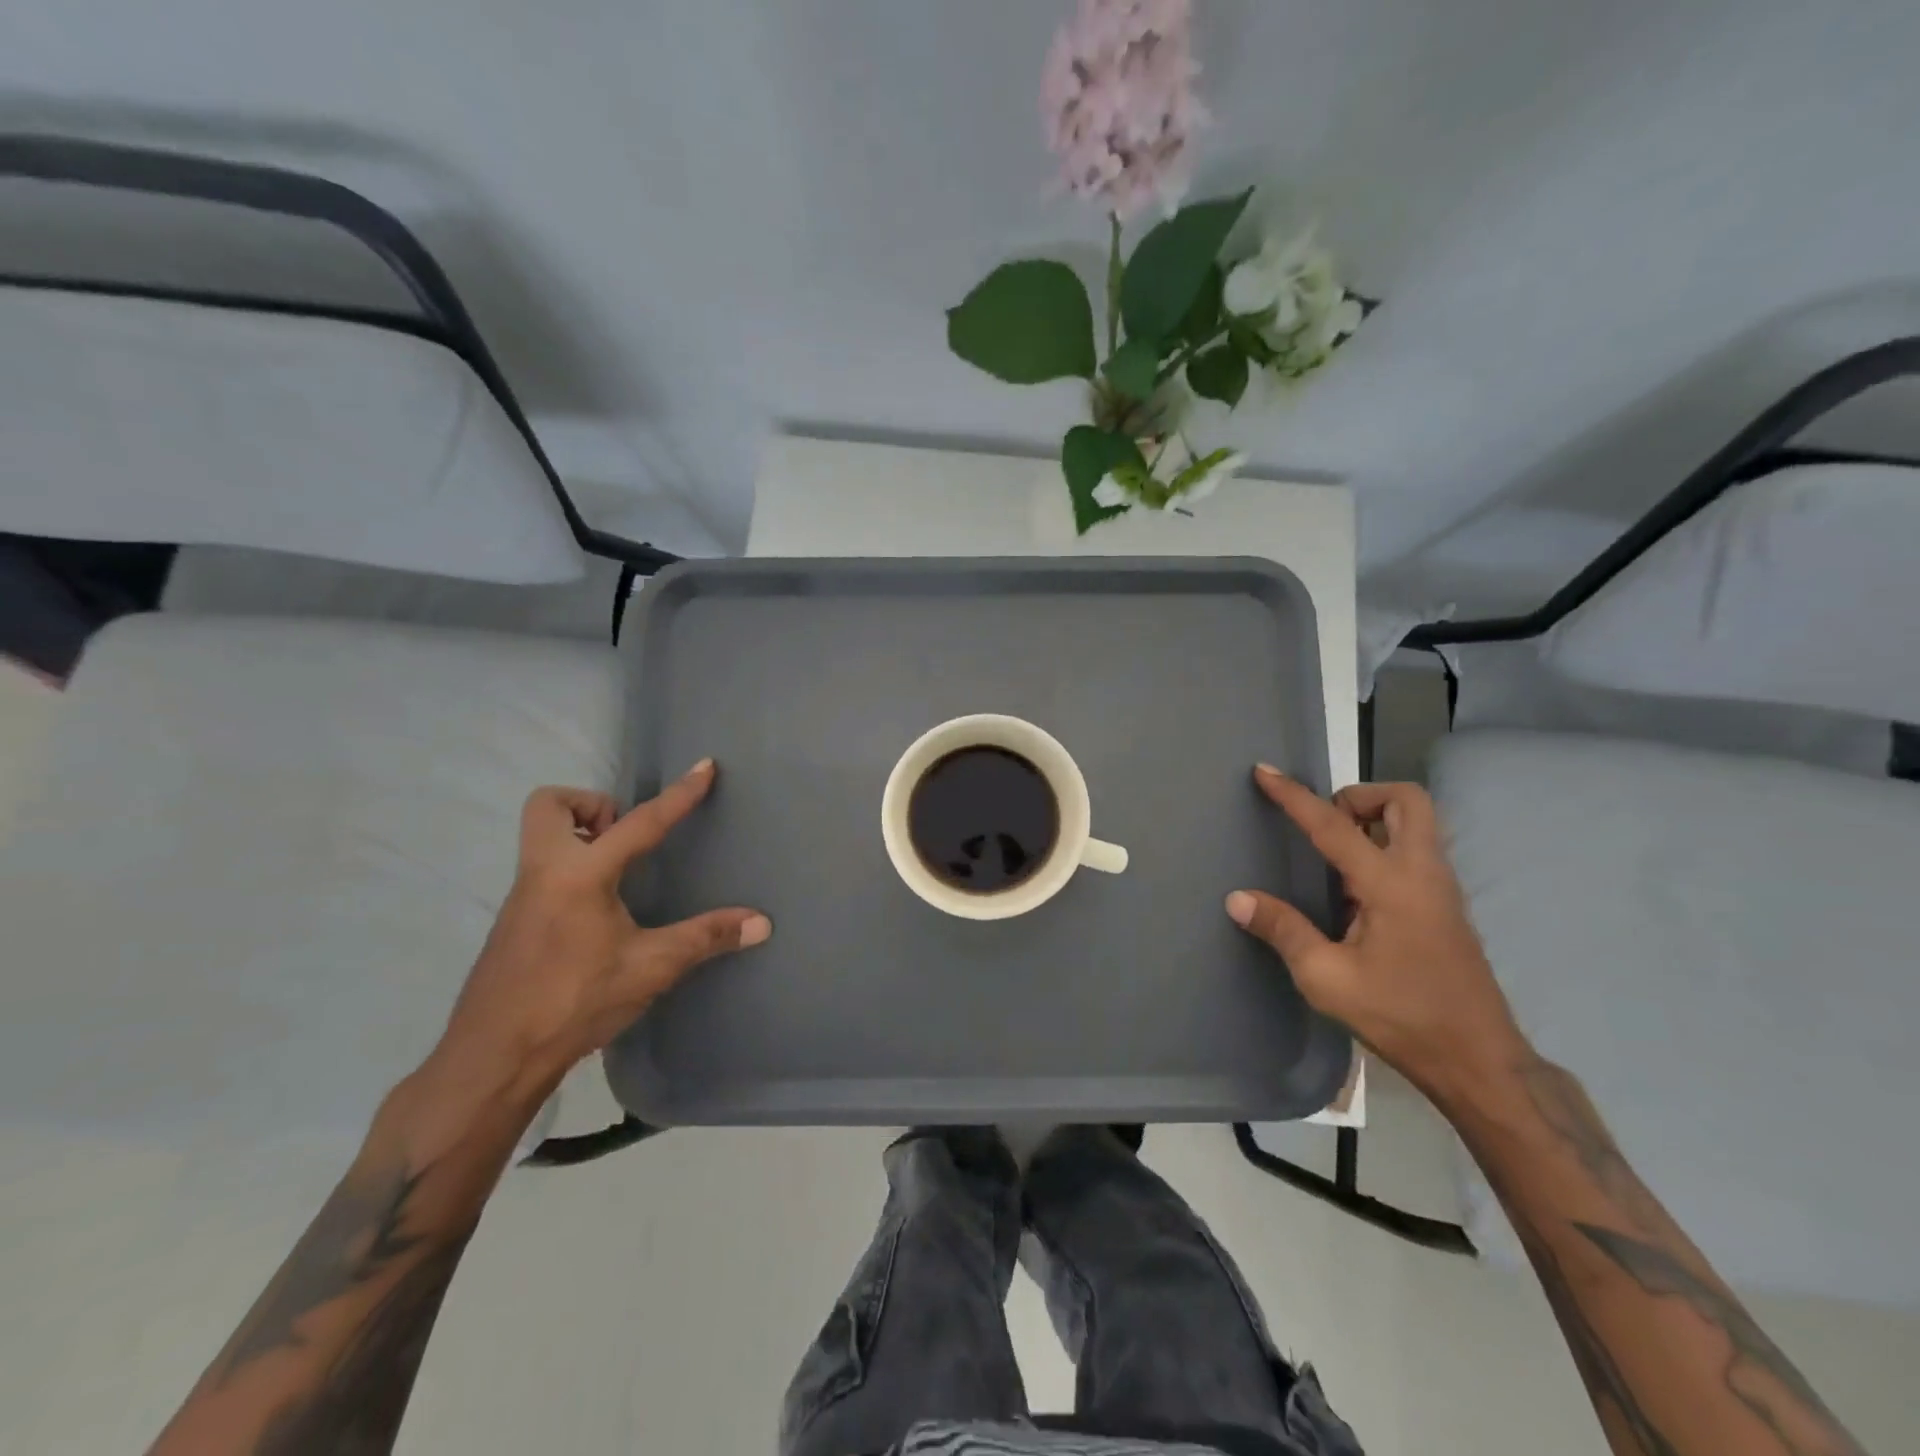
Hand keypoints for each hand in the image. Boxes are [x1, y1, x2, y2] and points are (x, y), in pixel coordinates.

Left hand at [432, 760, 770, 1100]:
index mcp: (580, 875)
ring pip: (542, 838)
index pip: (640, 822)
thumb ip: (705, 938)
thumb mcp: (651, 967)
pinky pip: (541, 870)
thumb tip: (761, 923)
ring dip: (582, 837)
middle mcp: (543, 872)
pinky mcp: (513, 922)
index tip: (704, 767)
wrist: (492, 1059)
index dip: (678, 795)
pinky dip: (572, 869)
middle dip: (592, 806)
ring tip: (621, 874)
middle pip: (550, 805)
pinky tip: (598, 913)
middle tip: (626, 837)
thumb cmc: (574, 1002)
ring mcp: (521, 897)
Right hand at [1225, 766, 1525, 1106]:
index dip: (1294, 796)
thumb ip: (1283, 930)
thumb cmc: (1401, 1017)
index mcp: (1391, 885)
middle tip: (1325, 823)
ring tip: (1333, 853)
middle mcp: (1423, 874)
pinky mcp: (1445, 907)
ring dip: (1374, 819)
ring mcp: (1440, 889)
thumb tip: (1238, 898)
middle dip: (1360, 796)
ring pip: (1415, 823)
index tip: (1265, 772)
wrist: (1479, 1061)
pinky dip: (1382, 845)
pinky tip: (1353, 889)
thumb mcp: (1327, 979)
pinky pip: (1414, 851)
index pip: (1334, 825)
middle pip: (1406, 800)